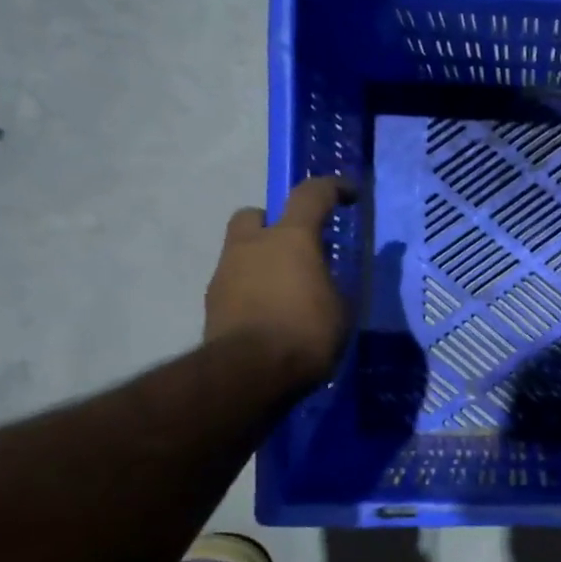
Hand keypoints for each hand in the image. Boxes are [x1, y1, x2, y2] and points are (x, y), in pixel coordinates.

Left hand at [204, 176, 357, 385]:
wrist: (248, 373)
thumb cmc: (305, 333)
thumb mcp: (341, 309)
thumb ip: (336, 285)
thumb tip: (332, 279)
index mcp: (291, 238)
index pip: (311, 194)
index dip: (333, 188)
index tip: (349, 194)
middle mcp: (252, 245)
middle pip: (256, 215)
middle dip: (273, 224)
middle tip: (296, 249)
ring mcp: (225, 272)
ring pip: (242, 252)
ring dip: (261, 262)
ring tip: (284, 293)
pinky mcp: (212, 303)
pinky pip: (235, 285)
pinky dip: (250, 292)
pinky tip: (268, 317)